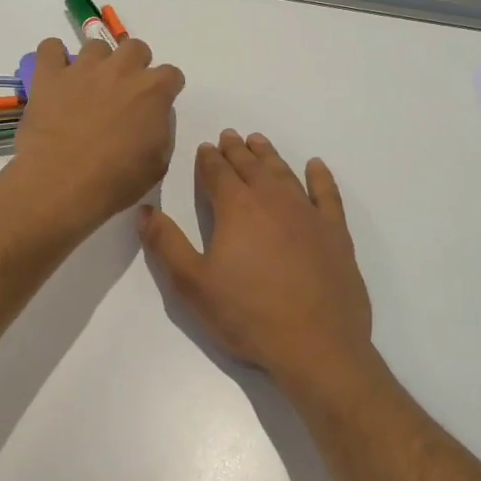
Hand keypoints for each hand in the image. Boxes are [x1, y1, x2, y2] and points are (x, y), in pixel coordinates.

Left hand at [7, 36, 185, 234]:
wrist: (63, 183)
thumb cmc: (117, 181)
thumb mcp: (158, 163)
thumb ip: (161, 130)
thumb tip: (153, 116)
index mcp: (153, 91)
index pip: (171, 74)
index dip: (164, 89)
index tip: (156, 104)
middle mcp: (121, 69)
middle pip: (135, 48)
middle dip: (133, 66)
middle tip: (122, 92)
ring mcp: (83, 68)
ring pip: (96, 45)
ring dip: (97, 63)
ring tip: (87, 87)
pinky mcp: (50, 76)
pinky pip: (50, 48)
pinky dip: (54, 58)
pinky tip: (56, 77)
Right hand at [139, 130, 374, 396]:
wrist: (316, 345)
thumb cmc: (247, 315)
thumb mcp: (192, 285)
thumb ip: (165, 243)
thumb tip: (144, 210)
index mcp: (237, 209)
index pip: (218, 173)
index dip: (208, 159)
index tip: (205, 147)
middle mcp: (272, 200)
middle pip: (251, 166)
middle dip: (236, 150)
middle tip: (229, 135)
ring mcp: (308, 214)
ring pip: (284, 173)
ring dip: (269, 156)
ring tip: (259, 142)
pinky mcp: (335, 232)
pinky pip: (327, 194)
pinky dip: (320, 176)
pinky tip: (315, 166)